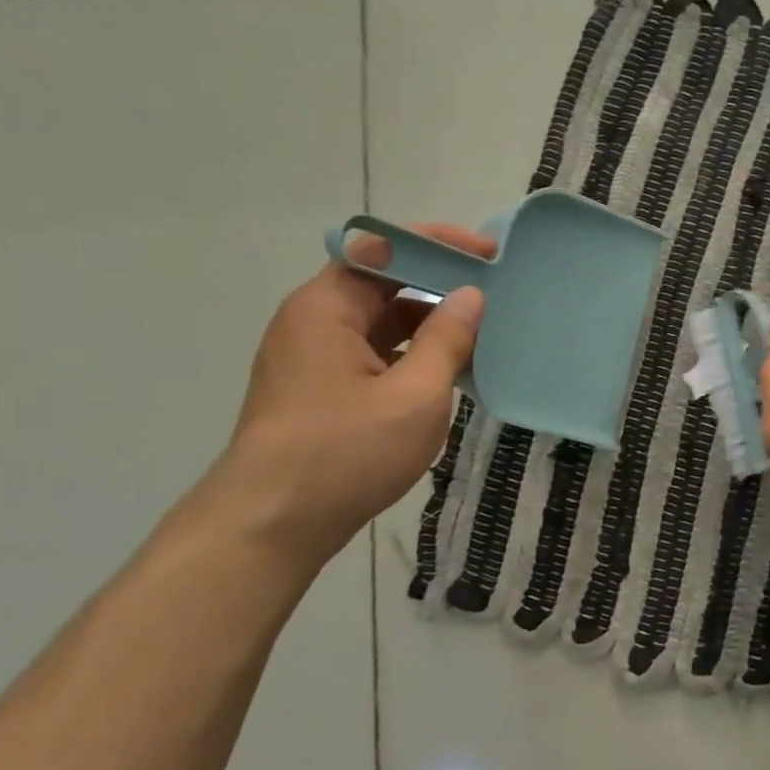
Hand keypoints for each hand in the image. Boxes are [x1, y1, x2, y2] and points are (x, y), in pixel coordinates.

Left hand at [216, 223, 491, 568]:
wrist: (271, 526)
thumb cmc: (345, 452)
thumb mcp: (414, 394)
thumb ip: (447, 339)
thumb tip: (472, 295)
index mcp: (326, 308)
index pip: (384, 249)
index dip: (438, 243)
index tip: (489, 254)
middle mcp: (315, 321)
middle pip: (383, 282)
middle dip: (440, 282)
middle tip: (497, 292)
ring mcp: (316, 357)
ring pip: (382, 320)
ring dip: (431, 321)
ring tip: (486, 329)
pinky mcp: (324, 389)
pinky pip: (376, 352)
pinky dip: (415, 352)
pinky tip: (453, 368)